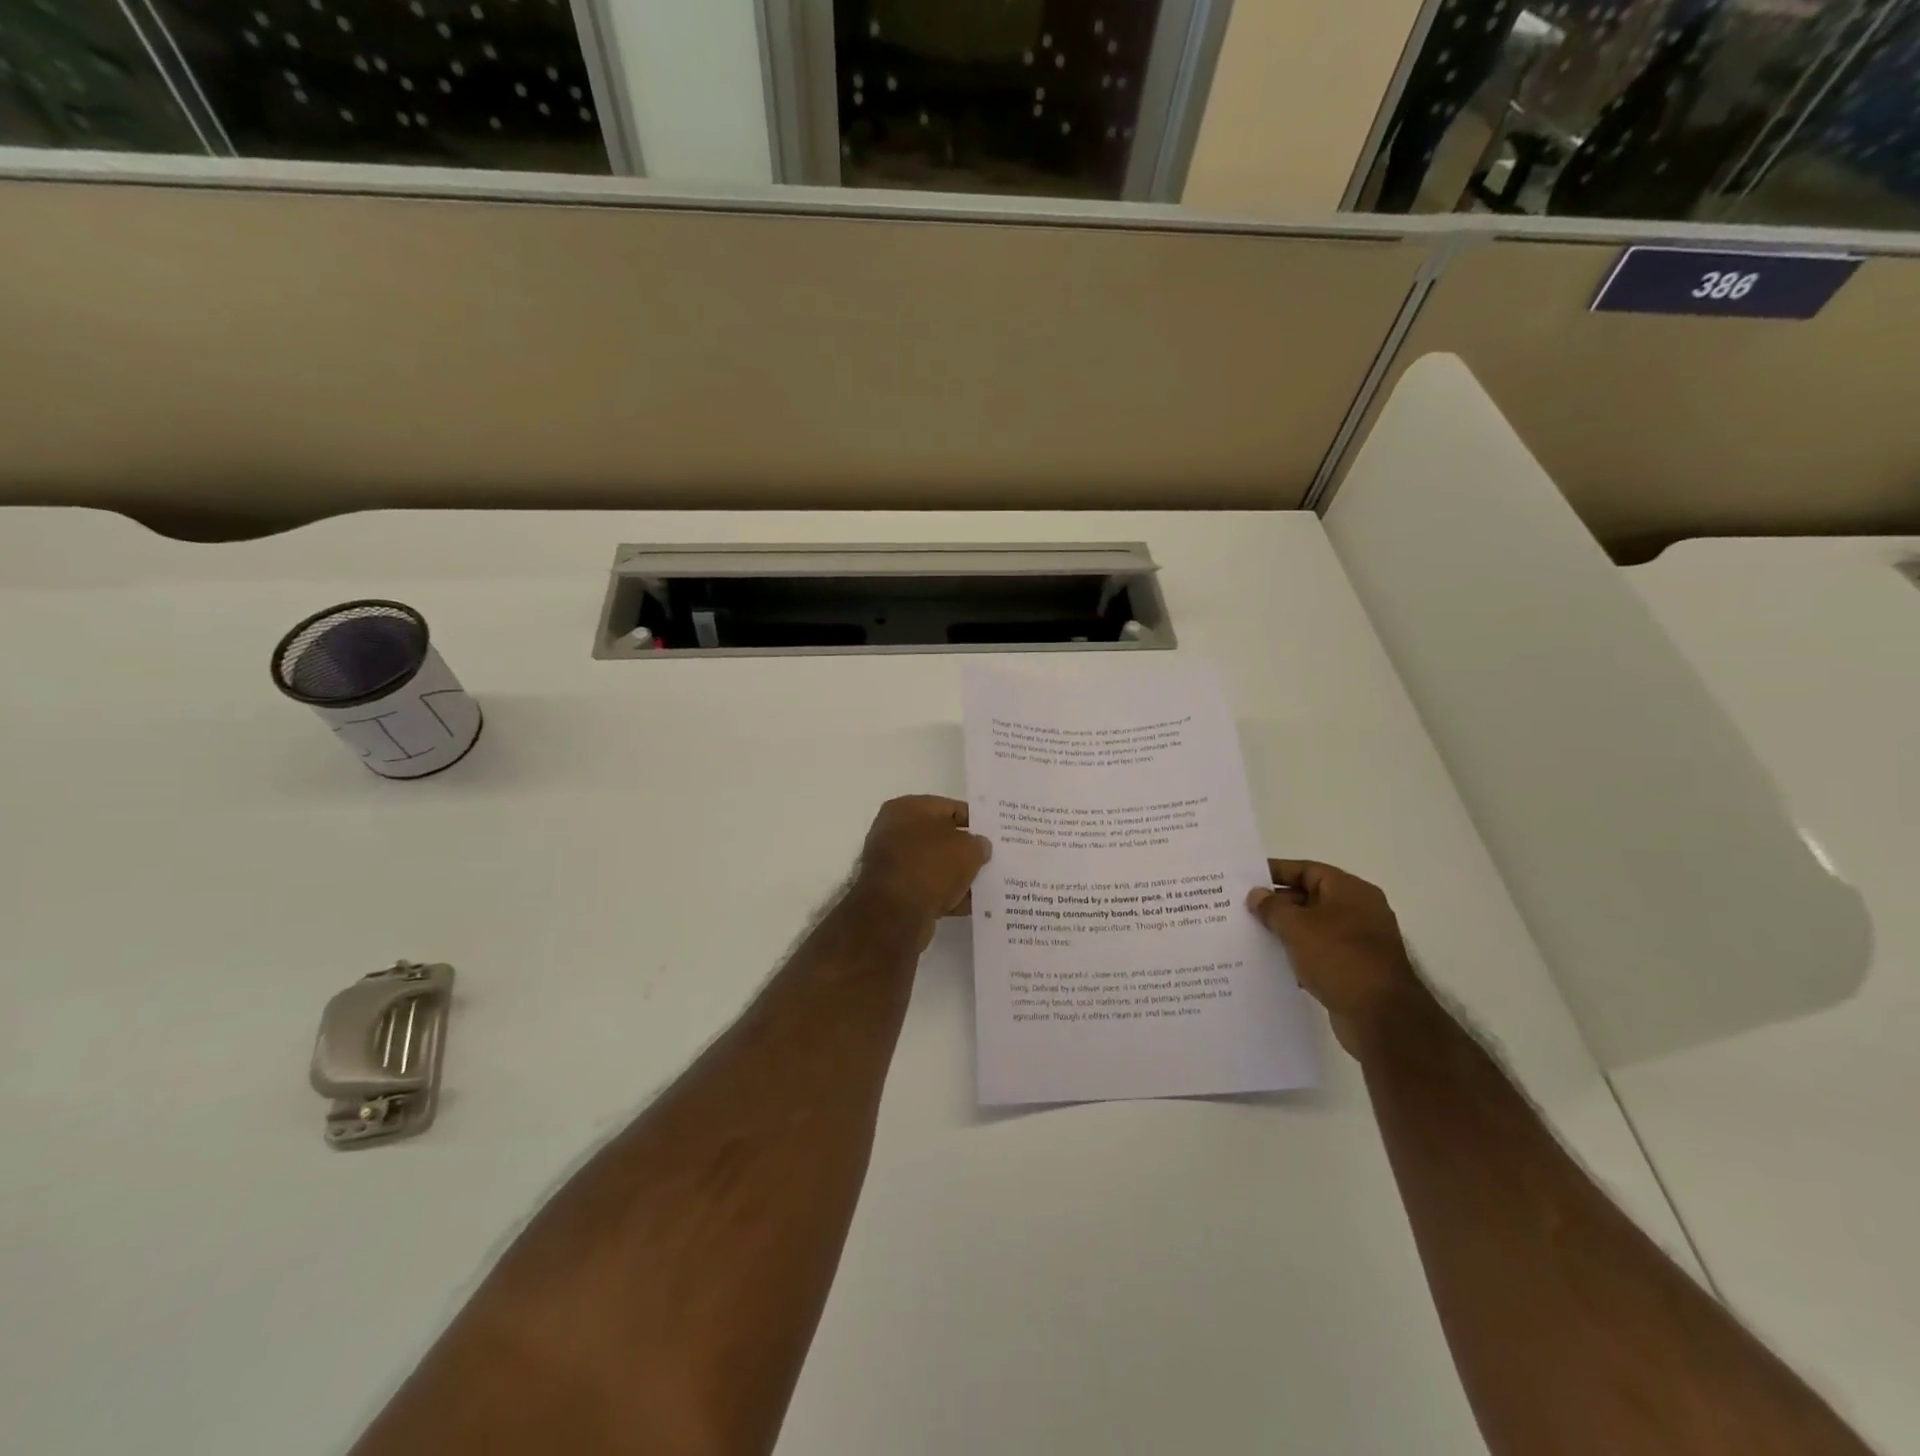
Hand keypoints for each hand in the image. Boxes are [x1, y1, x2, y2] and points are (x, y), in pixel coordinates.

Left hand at [855, 796, 991, 933]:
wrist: (894, 913)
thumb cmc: (930, 865)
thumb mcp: (967, 849)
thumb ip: (978, 844)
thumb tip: (979, 847)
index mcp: (907, 808)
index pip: (949, 807)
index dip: (974, 820)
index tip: (994, 833)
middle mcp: (894, 831)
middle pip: (940, 837)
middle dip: (964, 849)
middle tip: (991, 859)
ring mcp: (892, 863)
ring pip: (934, 865)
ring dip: (956, 874)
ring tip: (985, 884)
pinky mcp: (893, 893)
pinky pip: (927, 888)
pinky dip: (945, 895)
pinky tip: (969, 905)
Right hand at [1248, 860, 1422, 1056]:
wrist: (1380, 1016)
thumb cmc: (1339, 957)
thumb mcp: (1297, 926)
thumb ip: (1272, 907)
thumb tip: (1257, 895)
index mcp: (1350, 891)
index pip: (1307, 870)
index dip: (1276, 872)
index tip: (1246, 878)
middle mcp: (1359, 911)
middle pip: (1310, 897)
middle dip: (1277, 903)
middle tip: (1243, 908)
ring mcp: (1359, 942)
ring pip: (1314, 927)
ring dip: (1286, 930)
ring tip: (1252, 933)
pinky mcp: (1355, 969)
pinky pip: (1320, 952)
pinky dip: (1299, 954)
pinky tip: (1273, 962)